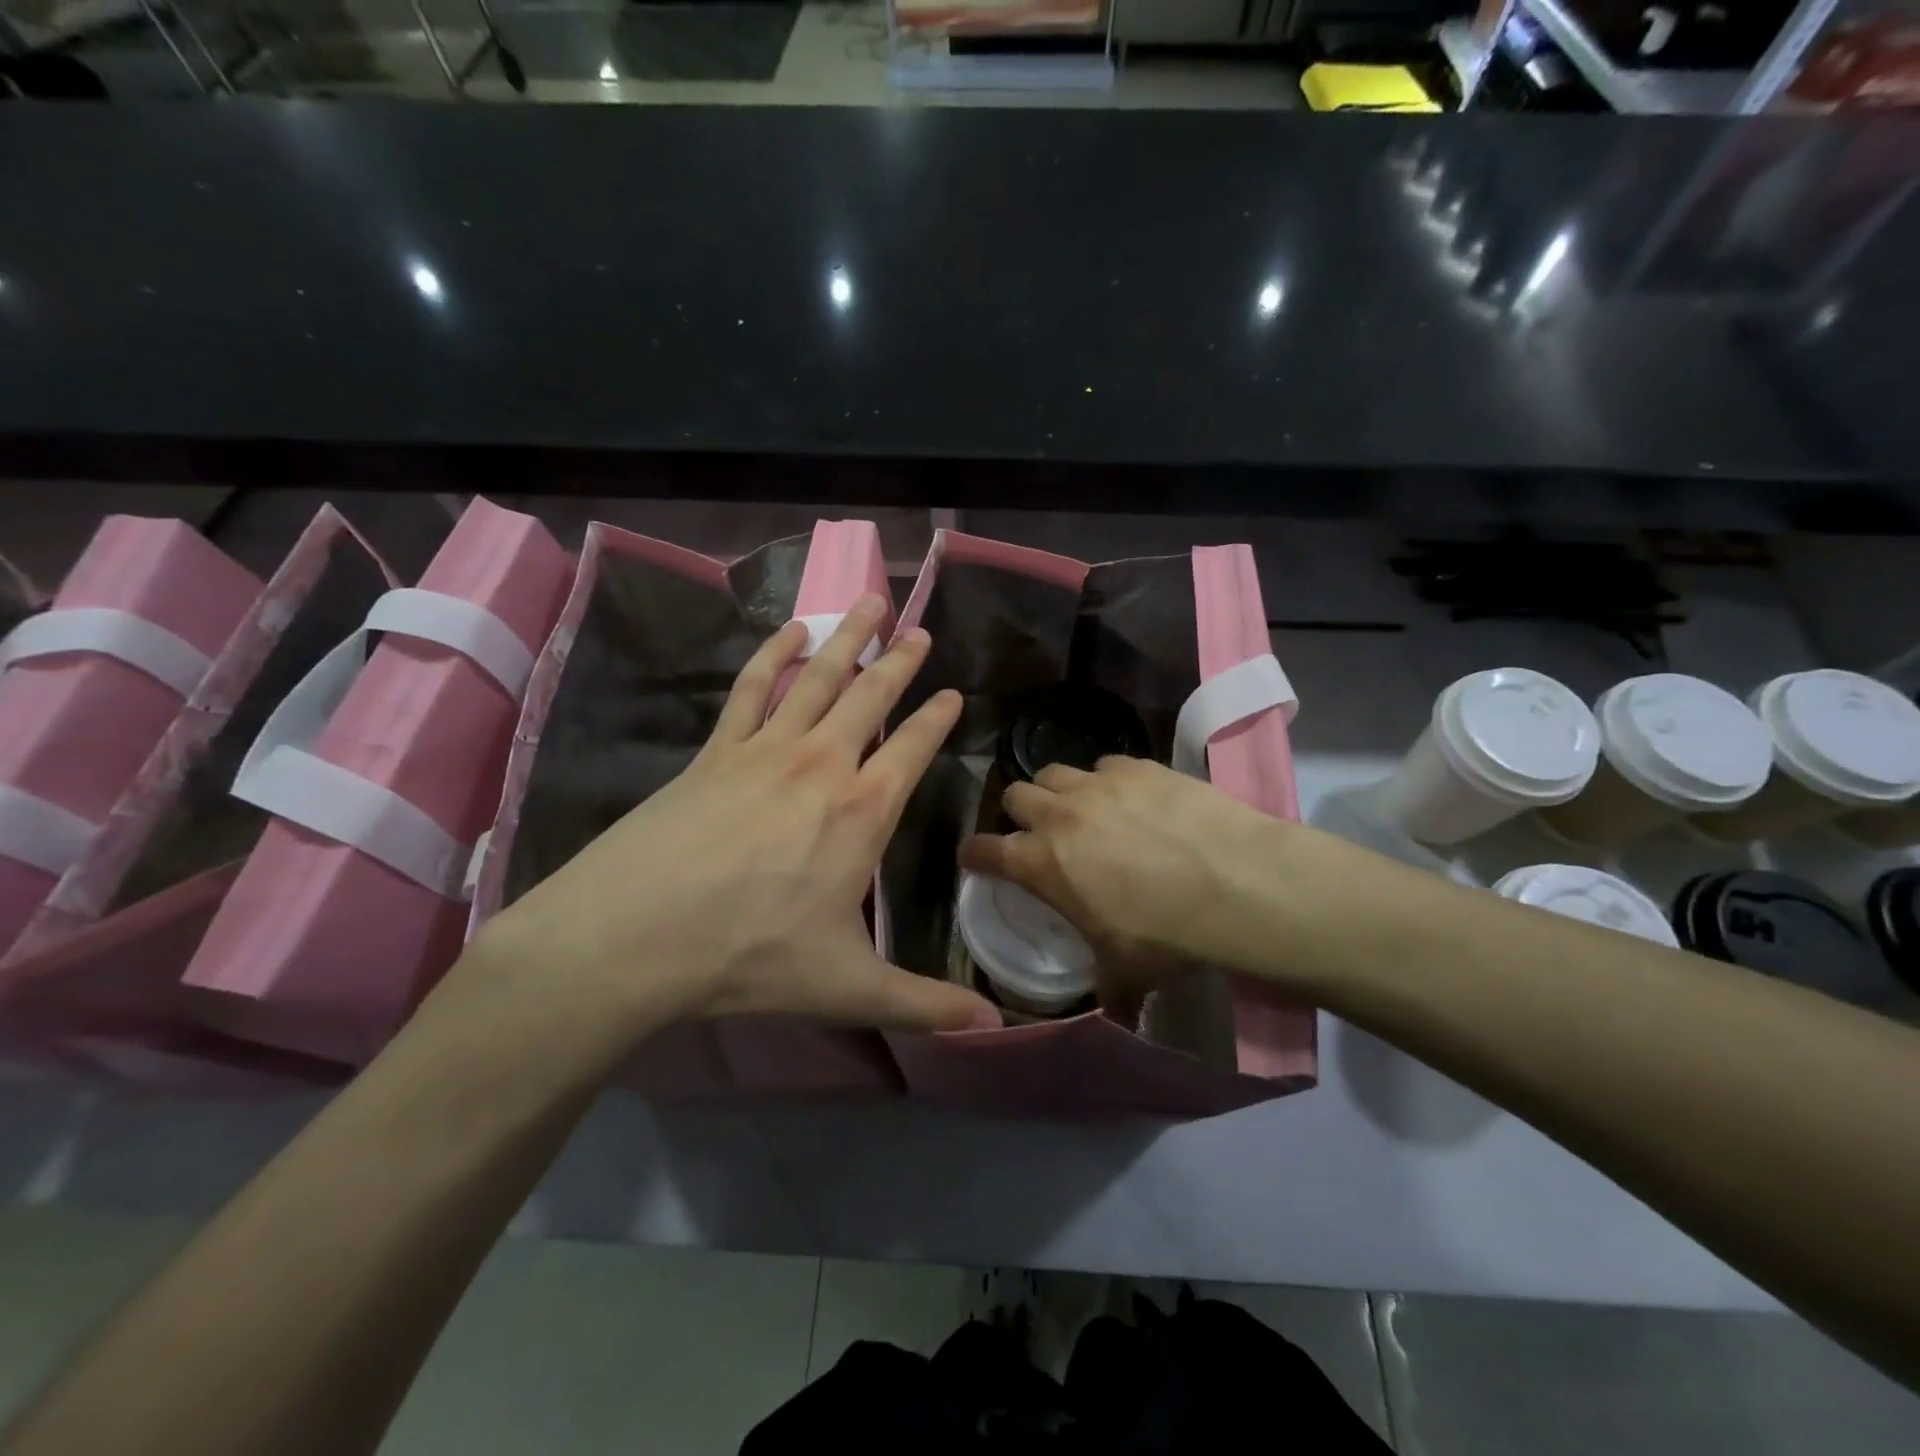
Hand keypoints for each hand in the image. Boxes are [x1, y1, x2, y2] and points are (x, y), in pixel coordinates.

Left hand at [472, 596, 1000, 1049]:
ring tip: (869, 603)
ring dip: (848, 639)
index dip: (938, 719)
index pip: (914, 749)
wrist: (633, 938)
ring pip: (817, 678)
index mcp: (863, 811)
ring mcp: (765, 750)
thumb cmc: (751, 958)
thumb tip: (993, 1029)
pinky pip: (751, 688)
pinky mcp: (716, 751)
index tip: (955, 693)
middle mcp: (822, 765)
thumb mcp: (848, 989)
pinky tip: (790, 632)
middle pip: (871, 697)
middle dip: (900, 662)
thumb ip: (924, 1005)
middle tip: (920, 630)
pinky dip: (772, 654)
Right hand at [958, 756, 1286, 1014]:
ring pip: (1054, 771)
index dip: (973, 854)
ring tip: (1081, 809)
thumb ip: (1106, 986)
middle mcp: (1059, 815)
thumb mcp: (1126, 971)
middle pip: (1014, 794)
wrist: (1236, 884)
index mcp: (1041, 863)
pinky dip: (1107, 782)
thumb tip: (1115, 1012)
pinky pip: (1104, 765)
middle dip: (1019, 813)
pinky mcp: (1137, 766)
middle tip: (1039, 831)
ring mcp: (1098, 784)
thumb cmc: (1168, 935)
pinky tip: (1131, 800)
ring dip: (1057, 791)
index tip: (975, 857)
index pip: (984, 850)